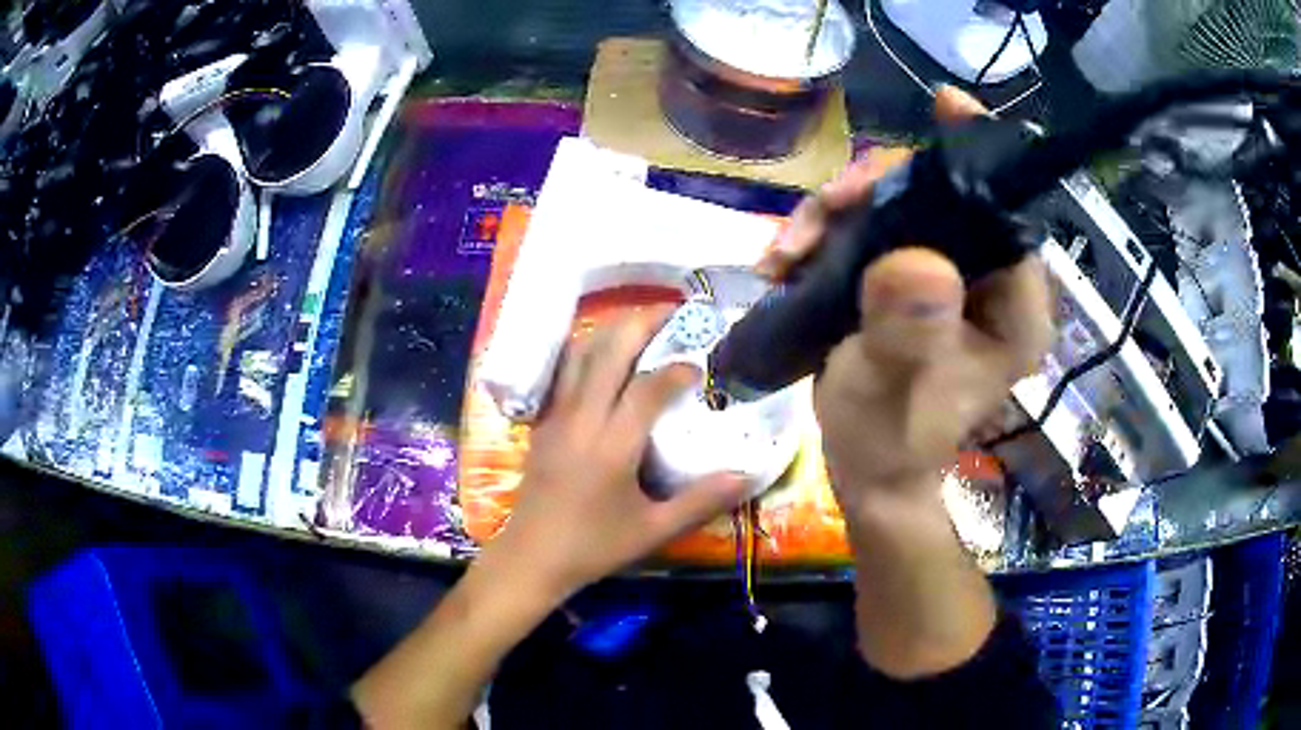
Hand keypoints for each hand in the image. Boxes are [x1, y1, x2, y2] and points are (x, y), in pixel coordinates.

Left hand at [484, 306, 750, 599]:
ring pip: (580, 354)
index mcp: (611, 446)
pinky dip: (585, 351)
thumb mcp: (654, 530)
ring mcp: (556, 417)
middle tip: (673, 312)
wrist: (532, 557)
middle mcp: (581, 419)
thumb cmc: (594, 546)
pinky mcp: (542, 422)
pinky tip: (602, 355)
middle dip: (642, 323)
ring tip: (641, 326)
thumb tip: (747, 475)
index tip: (700, 367)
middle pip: (608, 351)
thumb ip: (702, 501)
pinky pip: (562, 371)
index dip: (677, 369)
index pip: (647, 388)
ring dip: (611, 331)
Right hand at [758, 87, 1053, 518]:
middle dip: (878, 190)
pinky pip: (868, 229)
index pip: (1007, 214)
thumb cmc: (891, 440)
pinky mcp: (907, 277)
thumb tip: (915, 260)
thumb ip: (909, 332)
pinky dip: (825, 233)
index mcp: (1013, 306)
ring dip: (838, 214)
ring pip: (897, 206)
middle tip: (829, 209)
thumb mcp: (896, 390)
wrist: (867, 469)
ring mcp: (945, 275)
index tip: (944, 107)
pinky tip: (788, 258)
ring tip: (790, 250)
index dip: (976, 156)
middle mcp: (988, 280)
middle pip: (941, 194)